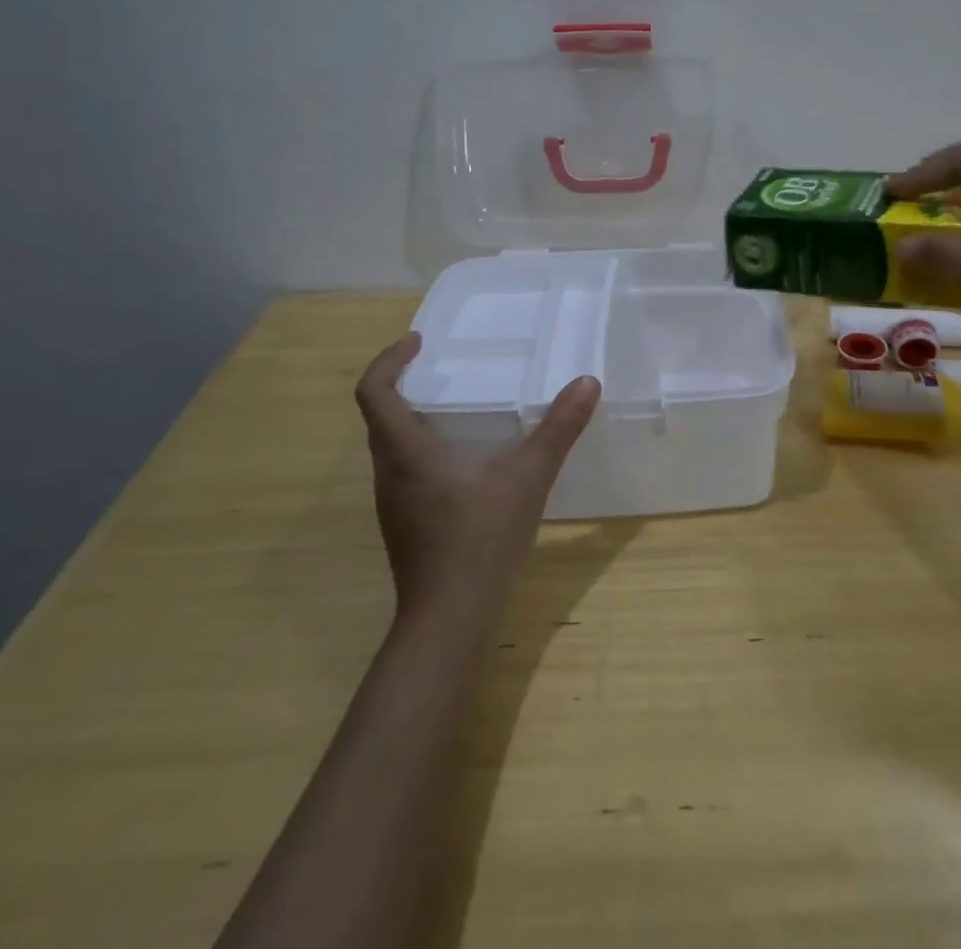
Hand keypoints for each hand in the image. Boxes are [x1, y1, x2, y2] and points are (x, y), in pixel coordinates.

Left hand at [354, 334, 600, 619]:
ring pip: (391, 446)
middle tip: (441, 369)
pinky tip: (464, 462)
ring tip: (456, 409)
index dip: (389, 359)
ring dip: (412, 418)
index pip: (373, 391)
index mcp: (405, 451)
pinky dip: (423, 449)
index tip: (418, 341)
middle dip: (404, 385)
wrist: (449, 620)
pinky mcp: (405, 525)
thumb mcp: (528, 477)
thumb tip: (587, 382)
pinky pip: (405, 470)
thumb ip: (558, 429)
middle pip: (379, 416)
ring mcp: (393, 503)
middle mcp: (389, 473)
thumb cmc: (480, 540)